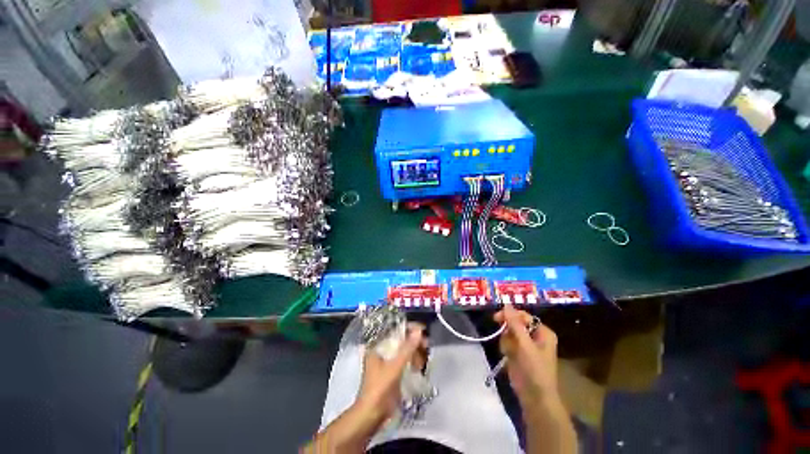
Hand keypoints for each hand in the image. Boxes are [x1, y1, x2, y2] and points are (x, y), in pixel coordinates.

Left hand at [356, 323, 427, 423]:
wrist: (371, 417)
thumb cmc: (379, 389)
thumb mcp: (394, 367)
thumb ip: (407, 348)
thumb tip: (419, 330)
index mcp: (378, 347)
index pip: (395, 331)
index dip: (409, 329)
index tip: (423, 330)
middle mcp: (382, 352)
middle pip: (401, 341)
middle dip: (414, 343)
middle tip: (426, 346)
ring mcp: (387, 364)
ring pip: (405, 352)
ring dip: (415, 354)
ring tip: (423, 361)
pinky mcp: (393, 374)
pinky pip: (405, 363)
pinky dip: (413, 363)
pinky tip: (419, 367)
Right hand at [494, 305, 558, 405]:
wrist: (534, 397)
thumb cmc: (534, 369)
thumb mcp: (525, 345)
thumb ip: (515, 324)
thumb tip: (506, 304)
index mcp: (542, 332)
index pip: (523, 316)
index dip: (510, 315)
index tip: (496, 318)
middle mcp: (534, 336)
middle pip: (515, 323)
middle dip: (508, 330)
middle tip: (503, 336)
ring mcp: (525, 345)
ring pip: (508, 332)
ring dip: (506, 341)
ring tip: (510, 352)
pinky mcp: (518, 353)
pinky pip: (507, 342)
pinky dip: (505, 348)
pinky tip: (508, 356)